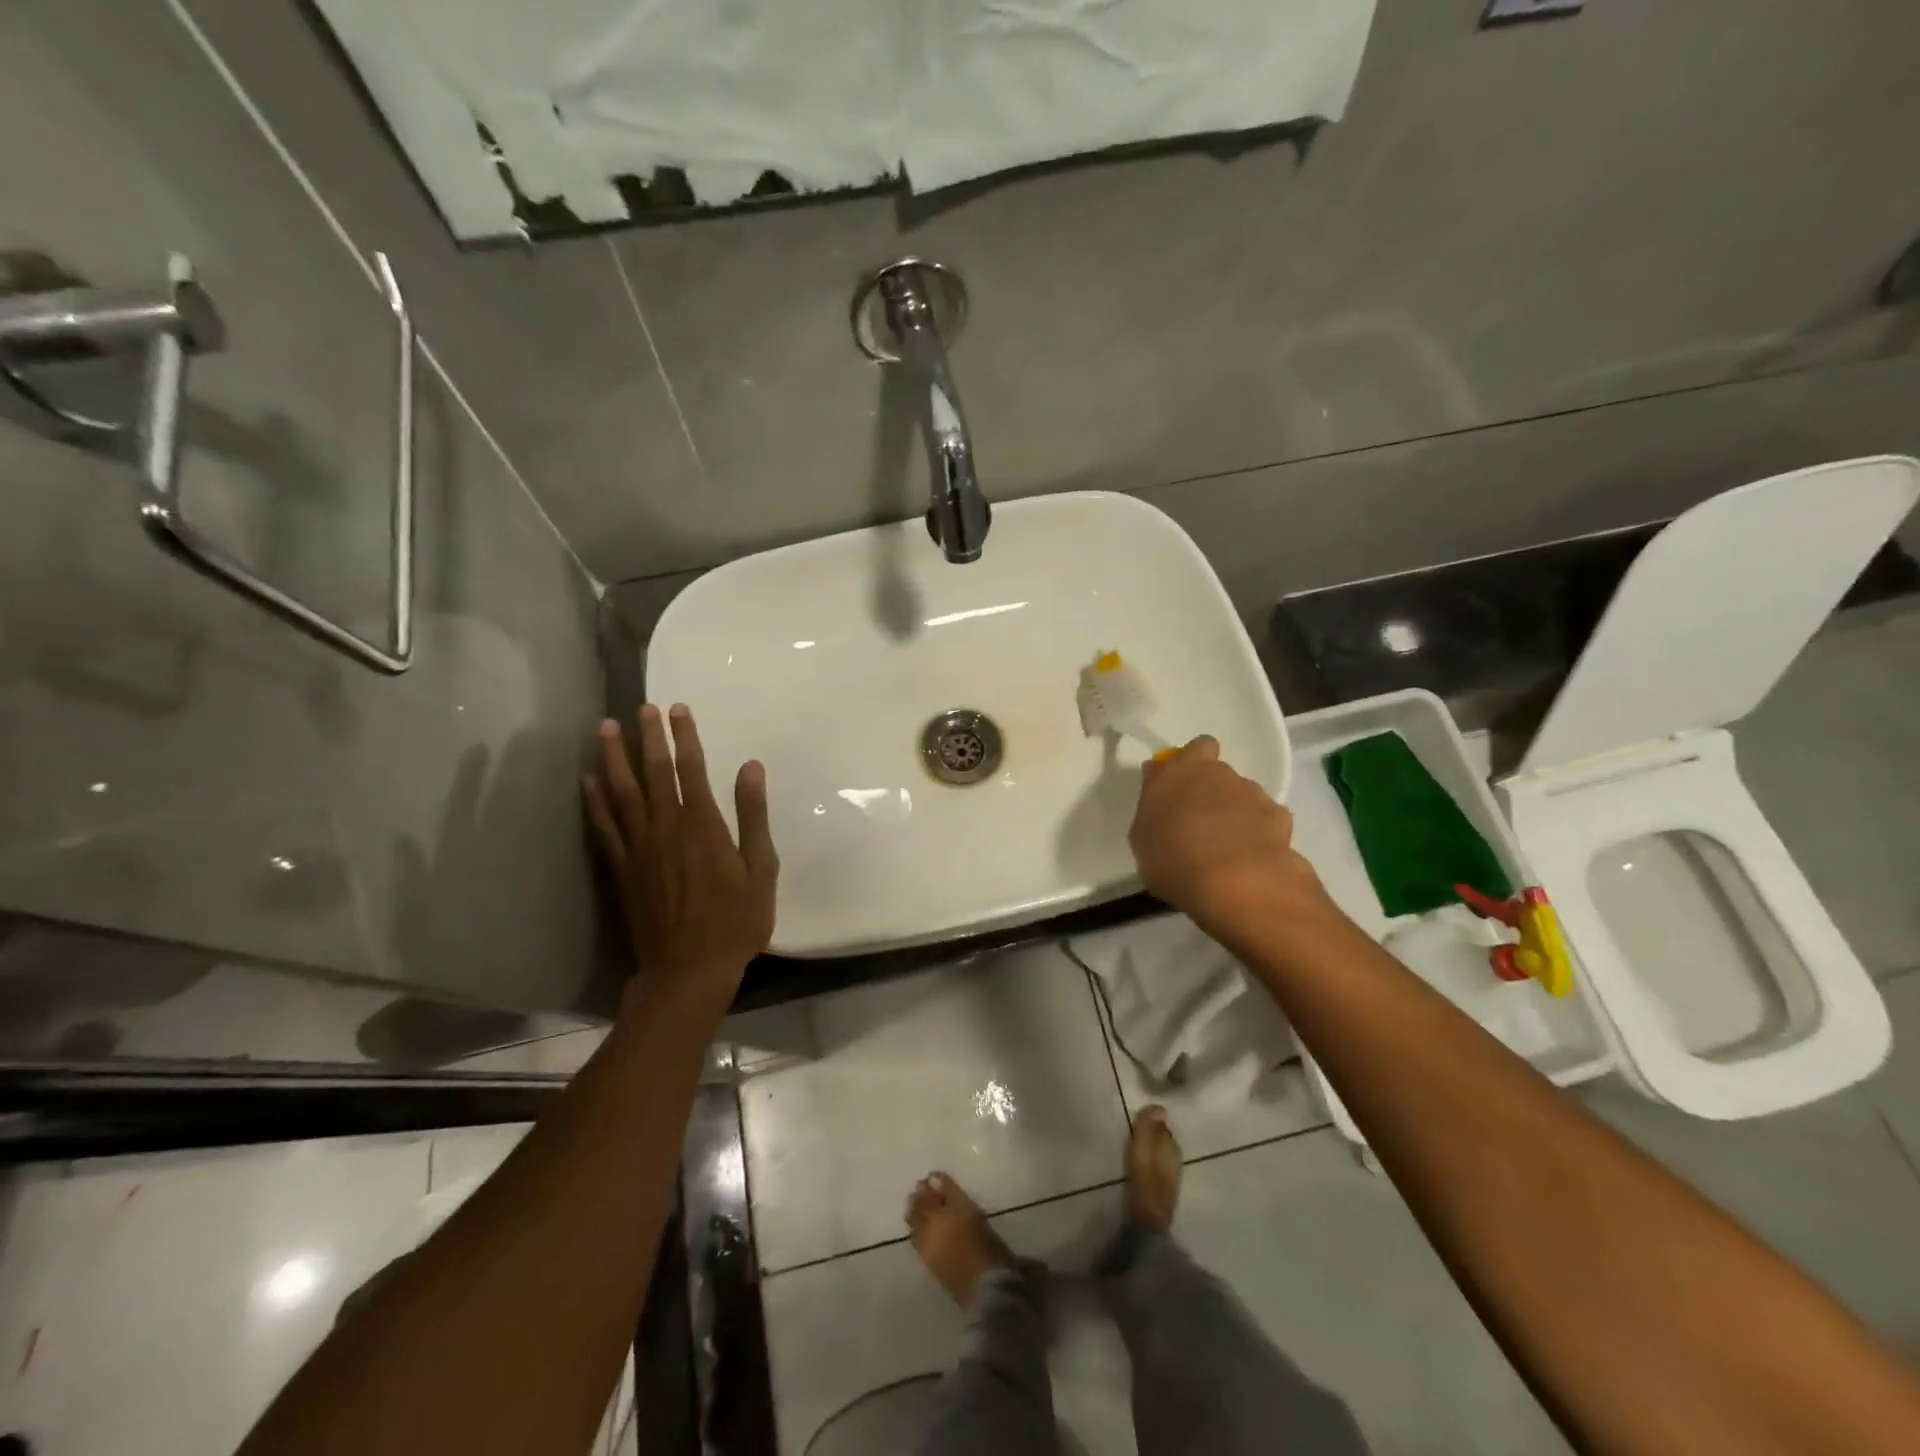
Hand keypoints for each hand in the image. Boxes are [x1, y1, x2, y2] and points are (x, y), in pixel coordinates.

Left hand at [584, 703, 778, 1013]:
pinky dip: (593, 802)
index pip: (692, 769)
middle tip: (641, 706)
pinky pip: (604, 827)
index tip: (677, 709)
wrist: (688, 970)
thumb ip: (753, 816)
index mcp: (703, 826)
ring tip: (603, 728)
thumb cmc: (736, 921)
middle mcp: (666, 828)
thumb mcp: (761, 869)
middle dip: (648, 737)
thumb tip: (751, 767)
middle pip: (654, 773)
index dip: (685, 737)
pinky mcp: (622, 869)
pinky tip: (586, 781)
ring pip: (622, 793)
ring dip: (613, 758)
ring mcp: (639, 848)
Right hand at [1129, 736, 1325, 936]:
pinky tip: (1250, 862)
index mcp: (1185, 769)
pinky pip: (1267, 824)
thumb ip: (1152, 804)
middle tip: (1199, 827)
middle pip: (1221, 775)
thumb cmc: (1173, 856)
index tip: (1183, 786)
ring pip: (1245, 799)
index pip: (1198, 747)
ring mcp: (1255, 796)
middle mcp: (1223, 773)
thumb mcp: (1142, 834)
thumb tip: (1158, 781)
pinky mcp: (1282, 821)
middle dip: (1213, 795)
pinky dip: (1261, 837)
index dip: (1194, 763)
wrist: (1234, 882)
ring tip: (1226, 852)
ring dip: (1237, 817)